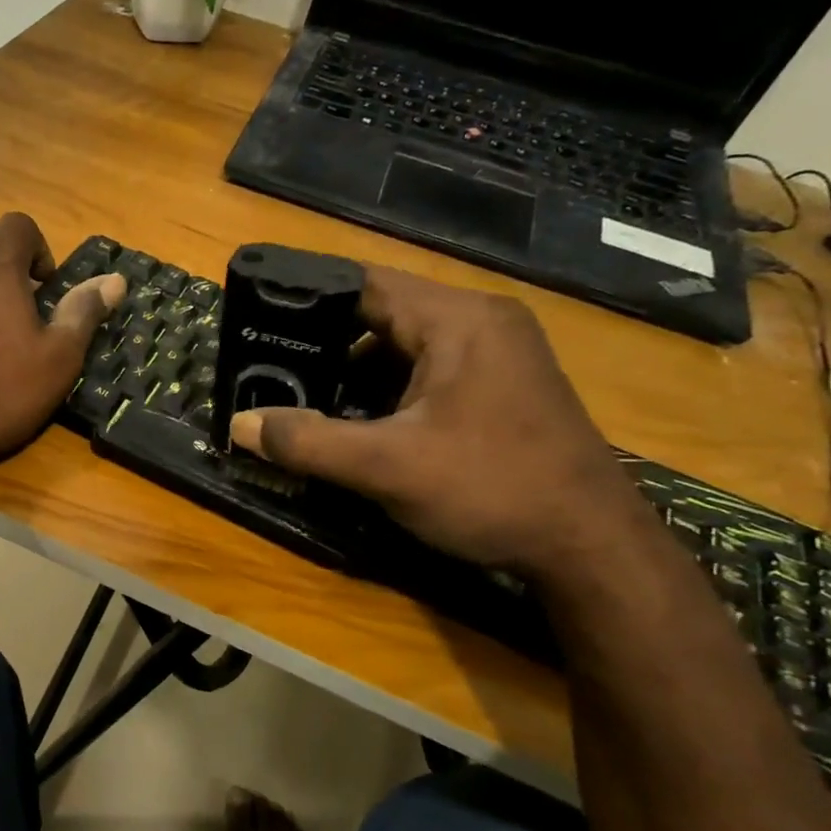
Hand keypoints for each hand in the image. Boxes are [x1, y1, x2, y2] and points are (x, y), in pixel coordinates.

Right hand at [229, 267, 648, 579]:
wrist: (592, 547)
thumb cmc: (491, 490)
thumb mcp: (387, 467)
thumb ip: (307, 442)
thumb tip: (238, 424)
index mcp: (458, 319)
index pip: (364, 284)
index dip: (306, 299)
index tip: (258, 321)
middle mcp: (481, 321)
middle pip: (383, 312)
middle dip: (326, 341)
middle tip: (271, 367)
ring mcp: (498, 352)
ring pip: (405, 344)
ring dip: (357, 369)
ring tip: (304, 395)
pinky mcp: (502, 384)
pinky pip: (429, 368)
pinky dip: (389, 387)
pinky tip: (359, 420)